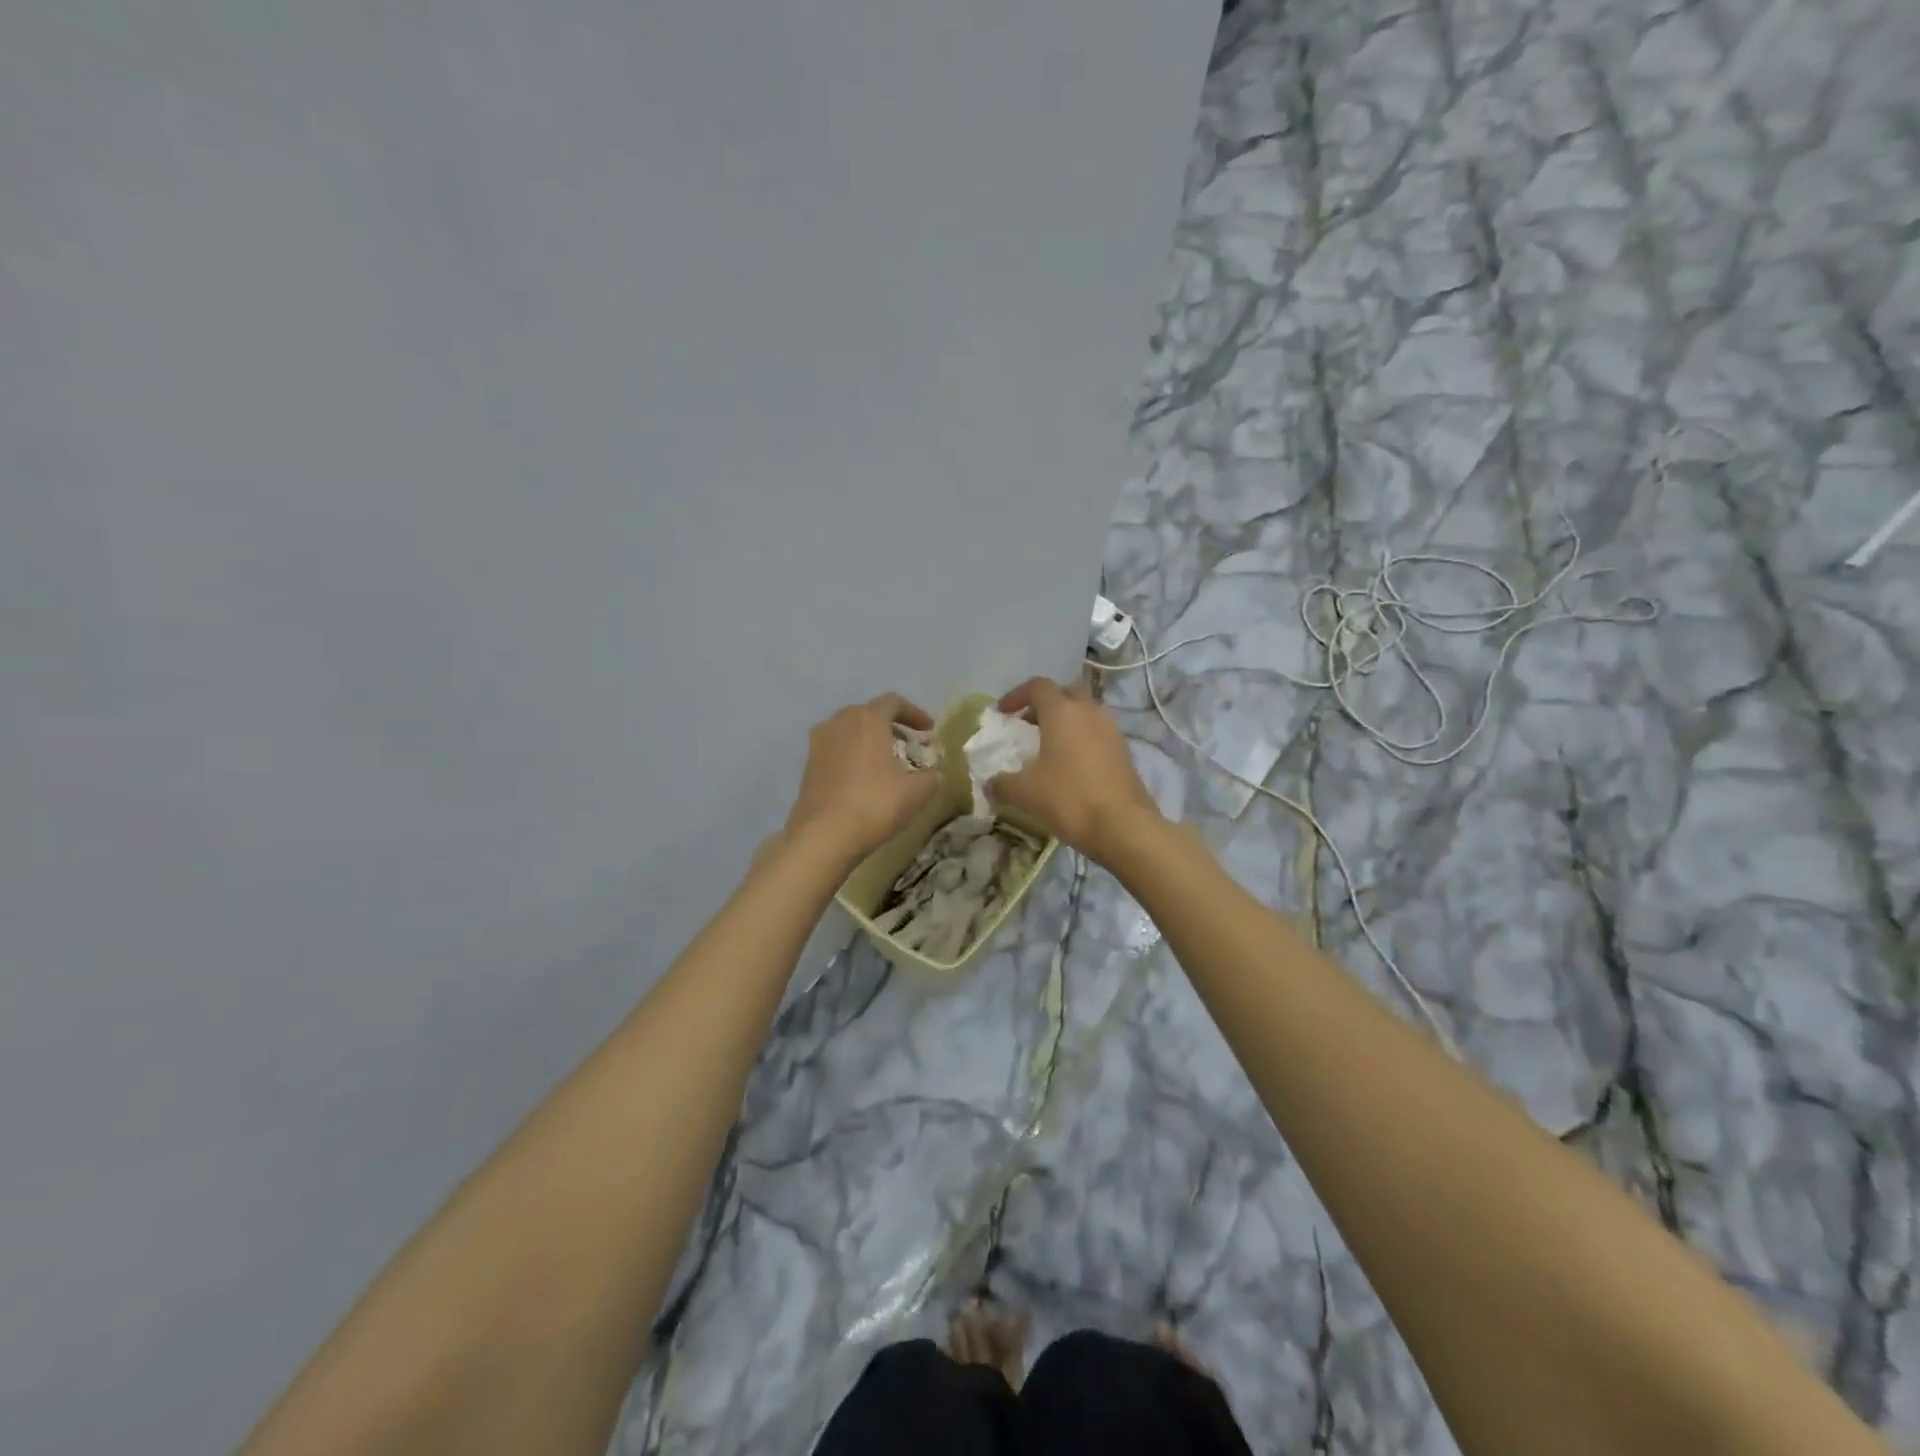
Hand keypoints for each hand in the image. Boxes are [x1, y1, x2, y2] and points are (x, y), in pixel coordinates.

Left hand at [783, 693, 942, 863]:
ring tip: (887, 763)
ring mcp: (819, 742)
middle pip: (869, 714)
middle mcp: (839, 721)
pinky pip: (837, 750)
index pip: (894, 702)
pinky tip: (864, 779)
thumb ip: (932, 775)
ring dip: (870, 741)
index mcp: (867, 718)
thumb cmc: (874, 804)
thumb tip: (934, 772)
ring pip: (850, 731)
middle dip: (892, 727)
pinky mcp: (808, 765)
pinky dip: (853, 756)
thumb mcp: (917, 792)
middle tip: (909, 746)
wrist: (823, 836)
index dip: (916, 714)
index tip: (929, 732)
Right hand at [987, 678, 1161, 859]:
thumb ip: (1002, 784)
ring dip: (1067, 722)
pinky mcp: (1125, 750)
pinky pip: (1099, 733)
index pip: (1037, 686)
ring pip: (1085, 712)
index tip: (1003, 713)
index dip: (1017, 695)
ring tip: (1050, 747)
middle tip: (1028, 726)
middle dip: (1045, 705)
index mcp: (1062, 711)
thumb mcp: (1025, 793)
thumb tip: (990, 783)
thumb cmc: (1068, 798)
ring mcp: (1111, 729)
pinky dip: (1083, 739)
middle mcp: (1089, 711)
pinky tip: (1072, 766)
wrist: (1123, 825)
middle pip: (1065, 693)